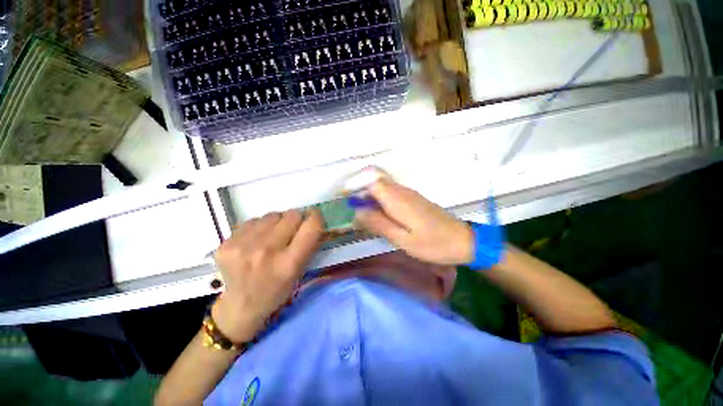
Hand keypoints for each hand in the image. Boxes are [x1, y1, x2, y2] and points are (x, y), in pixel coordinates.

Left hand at [212, 209, 323, 342]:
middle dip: (296, 220)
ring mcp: (243, 246)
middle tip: (292, 230)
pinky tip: (255, 241)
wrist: (240, 306)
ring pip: (273, 215)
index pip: (311, 227)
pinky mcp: (227, 243)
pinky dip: (260, 227)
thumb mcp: (300, 272)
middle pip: (292, 215)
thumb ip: (310, 244)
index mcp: (289, 264)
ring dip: (277, 223)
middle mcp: (267, 252)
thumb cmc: (277, 290)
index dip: (316, 217)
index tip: (314, 216)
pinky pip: (253, 221)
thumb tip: (313, 219)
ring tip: (272, 237)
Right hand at [354, 177, 474, 265]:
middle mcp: (402, 192)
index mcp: (398, 199)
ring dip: (370, 197)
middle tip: (353, 210)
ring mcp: (409, 194)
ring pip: (383, 187)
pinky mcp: (414, 199)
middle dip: (361, 191)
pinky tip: (380, 216)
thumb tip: (357, 212)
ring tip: (363, 215)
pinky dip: (380, 201)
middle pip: (376, 181)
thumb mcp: (402, 239)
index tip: (346, 199)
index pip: (372, 181)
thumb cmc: (433, 244)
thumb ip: (379, 224)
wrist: (463, 241)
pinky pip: (391, 194)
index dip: (357, 186)